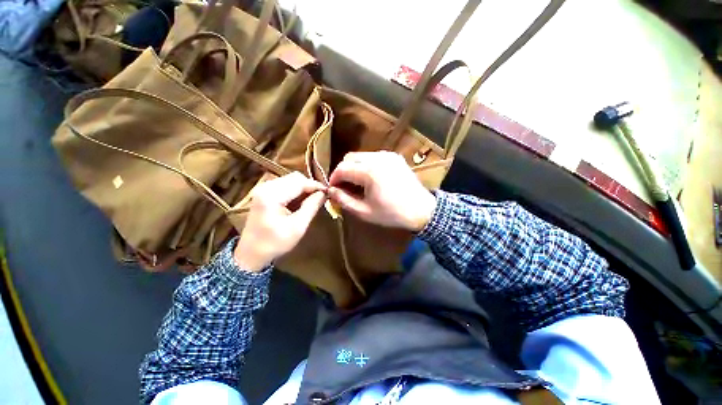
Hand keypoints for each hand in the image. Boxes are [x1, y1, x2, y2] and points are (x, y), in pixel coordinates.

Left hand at [234, 172, 325, 271]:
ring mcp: (263, 189)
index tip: (328, 192)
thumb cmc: (275, 243)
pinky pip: (285, 185)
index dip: (316, 186)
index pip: (299, 182)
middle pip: (294, 178)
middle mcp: (266, 187)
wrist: (251, 253)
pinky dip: (296, 191)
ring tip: (313, 200)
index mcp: (272, 195)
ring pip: (290, 180)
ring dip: (303, 188)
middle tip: (321, 197)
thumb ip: (311, 207)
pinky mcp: (264, 193)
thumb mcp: (298, 227)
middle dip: (310, 186)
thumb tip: (324, 193)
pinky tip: (301, 201)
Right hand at [328, 151, 435, 231]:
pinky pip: (373, 157)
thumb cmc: (392, 214)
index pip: (342, 168)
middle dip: (343, 171)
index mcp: (369, 171)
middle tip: (344, 186)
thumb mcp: (364, 212)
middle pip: (349, 158)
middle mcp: (377, 157)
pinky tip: (370, 179)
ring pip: (361, 156)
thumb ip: (344, 200)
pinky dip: (366, 165)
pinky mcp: (394, 156)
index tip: (333, 189)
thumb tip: (330, 191)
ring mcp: (387, 155)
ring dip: (354, 168)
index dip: (333, 179)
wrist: (421, 210)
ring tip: (357, 184)